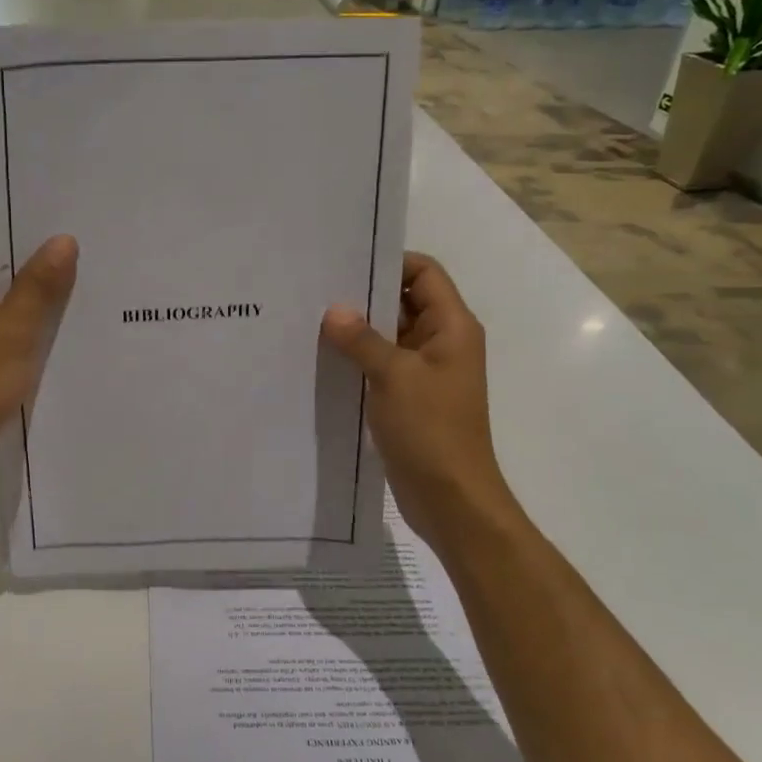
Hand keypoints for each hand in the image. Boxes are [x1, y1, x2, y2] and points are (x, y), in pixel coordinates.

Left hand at [0, 210, 77, 495]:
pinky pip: (6, 320)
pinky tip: (69, 321)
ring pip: (7, 289)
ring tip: (93, 271)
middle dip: (43, 246)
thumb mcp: (11, 334)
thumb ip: (39, 286)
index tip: (69, 200)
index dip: (24, 205)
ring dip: (41, 285)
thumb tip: (64, 239)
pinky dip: (32, 317)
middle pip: (2, 253)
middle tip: (94, 235)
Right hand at [321, 252, 522, 548]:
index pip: (424, 273)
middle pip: (404, 302)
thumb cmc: (431, 430)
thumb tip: (333, 311)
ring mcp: (424, 372)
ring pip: (389, 336)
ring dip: (357, 330)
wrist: (451, 499)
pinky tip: (322, 358)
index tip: (344, 263)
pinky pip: (381, 365)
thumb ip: (362, 340)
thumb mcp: (394, 376)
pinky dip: (357, 359)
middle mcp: (441, 342)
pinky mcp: (408, 397)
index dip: (389, 262)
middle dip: (364, 296)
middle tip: (316, 289)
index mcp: (451, 327)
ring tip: (310, 320)